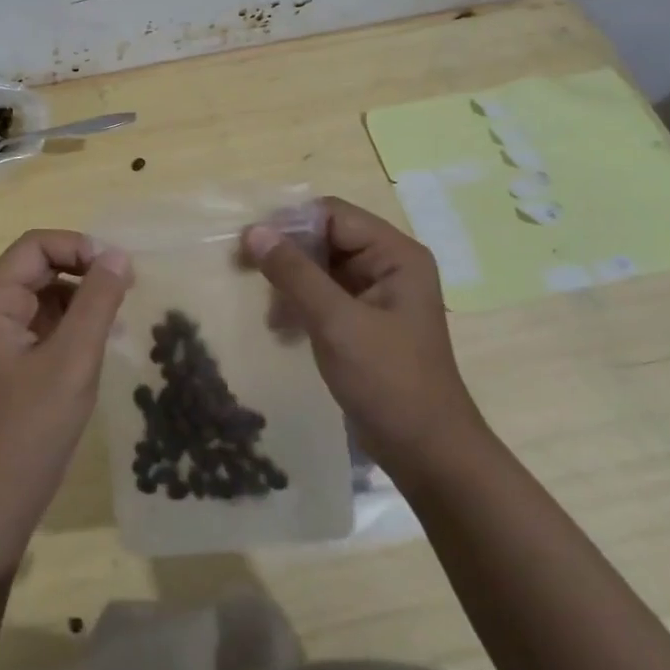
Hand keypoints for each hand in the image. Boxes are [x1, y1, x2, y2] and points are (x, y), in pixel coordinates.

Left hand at [0, 230, 132, 545]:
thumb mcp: (73, 359)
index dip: (77, 246)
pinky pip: (50, 321)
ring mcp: (4, 335)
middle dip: (83, 269)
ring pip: (48, 293)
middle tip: (126, 288)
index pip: (36, 245)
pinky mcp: (17, 359)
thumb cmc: (32, 426)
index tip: (117, 268)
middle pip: (41, 265)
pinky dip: (78, 321)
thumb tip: (118, 255)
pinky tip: (105, 337)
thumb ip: (97, 302)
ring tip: (120, 314)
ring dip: (84, 295)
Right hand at [244, 197, 481, 458]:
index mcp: (395, 254)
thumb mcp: (336, 322)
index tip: (249, 242)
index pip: (333, 215)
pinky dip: (300, 304)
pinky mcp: (364, 322)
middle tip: (243, 269)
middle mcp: (389, 265)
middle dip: (286, 254)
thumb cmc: (388, 380)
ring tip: (268, 310)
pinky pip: (324, 295)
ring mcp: (377, 295)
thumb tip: (253, 231)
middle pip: (326, 238)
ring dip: (290, 282)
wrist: (426, 453)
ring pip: (320, 267)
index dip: (290, 223)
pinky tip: (281, 328)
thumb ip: (294, 273)